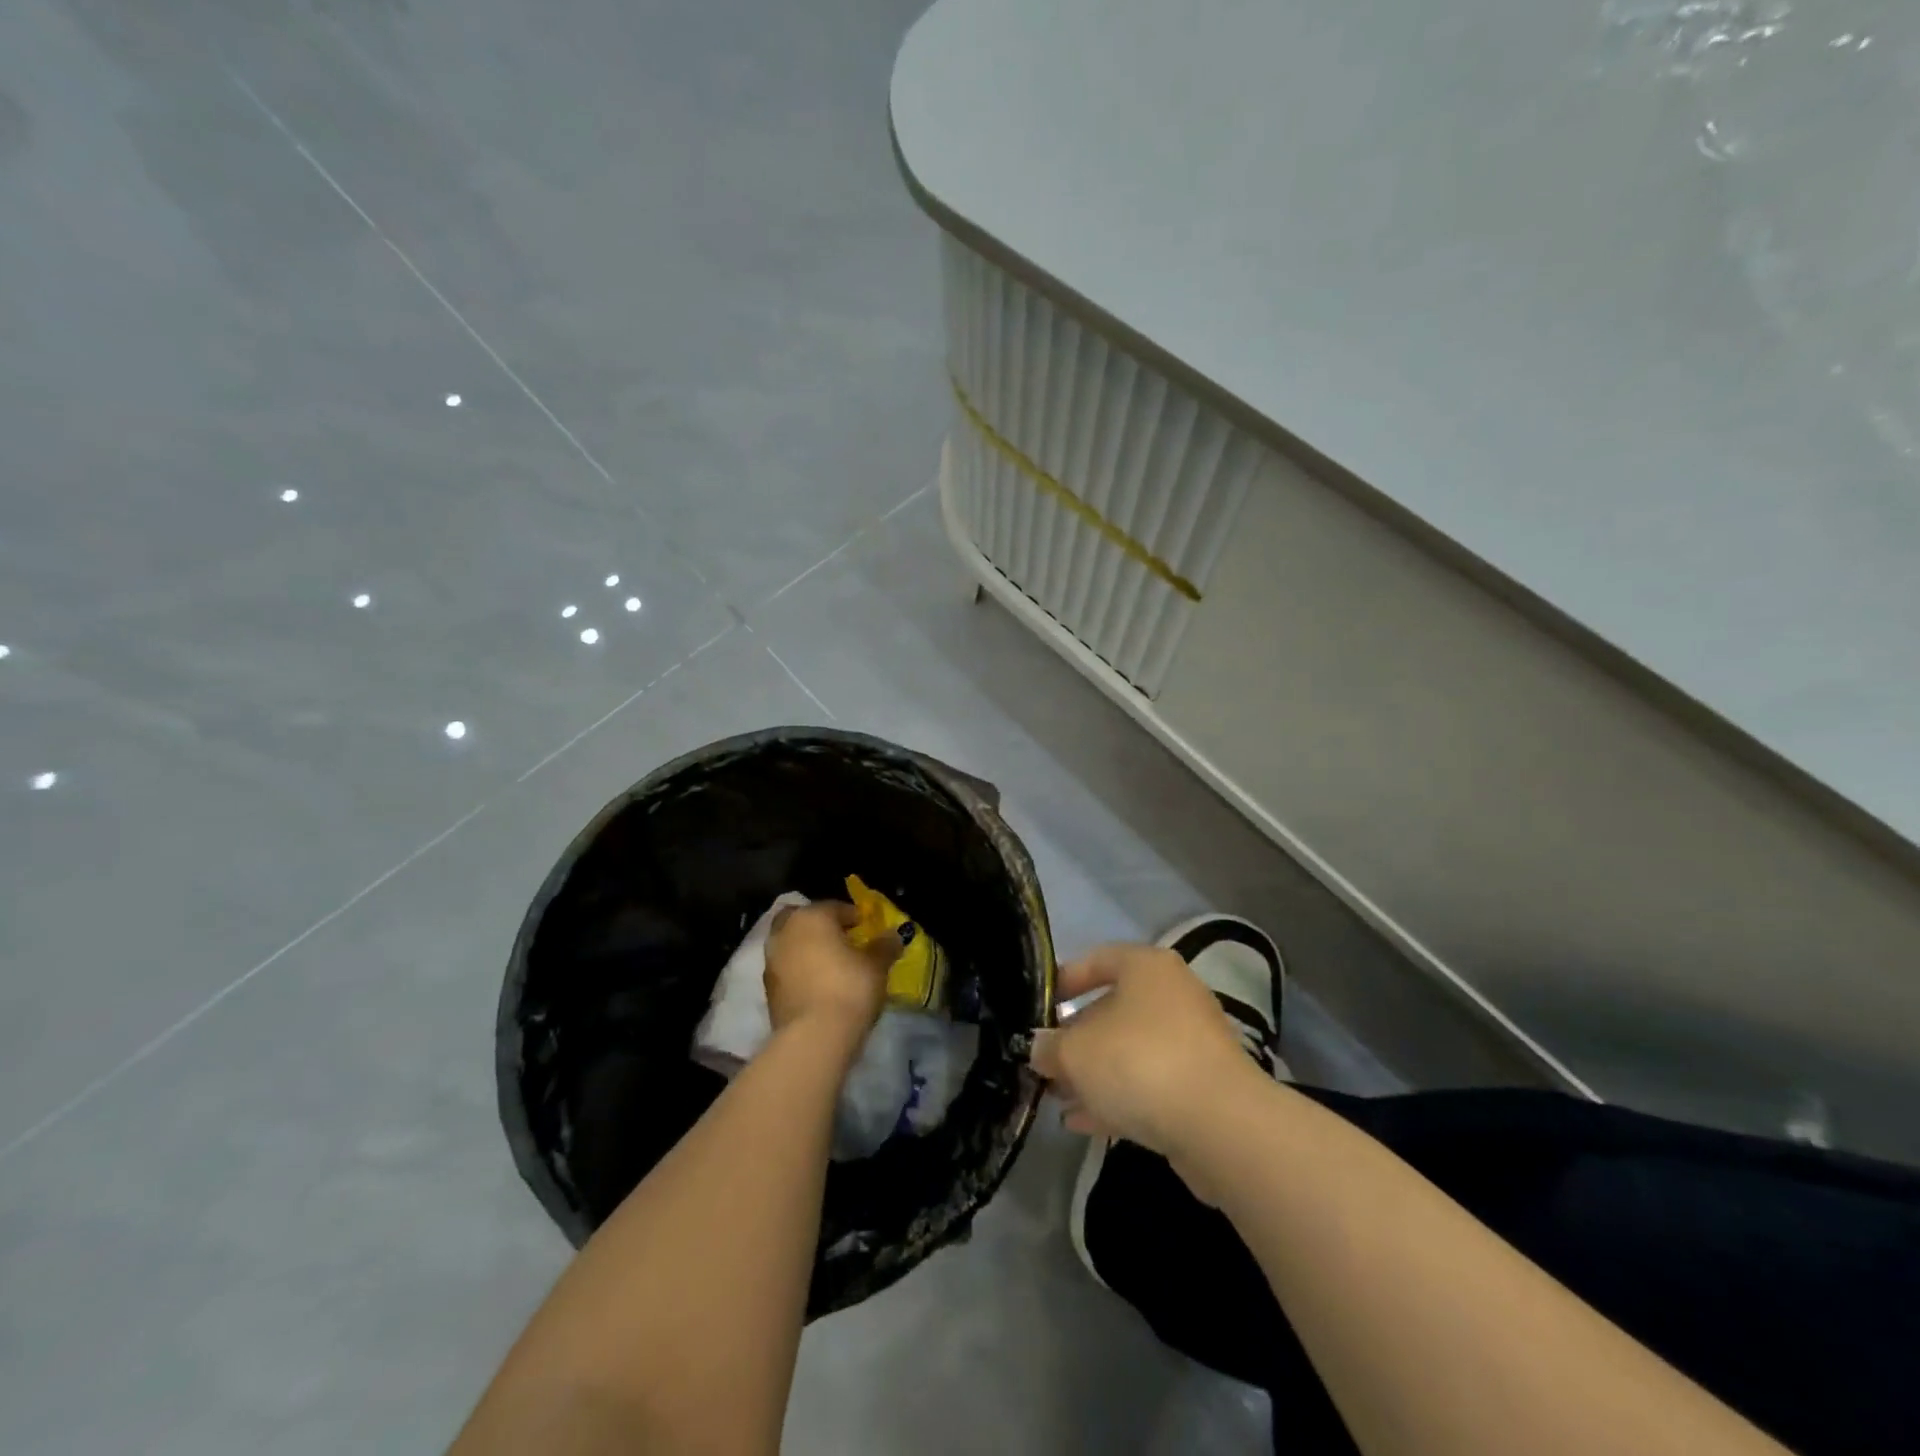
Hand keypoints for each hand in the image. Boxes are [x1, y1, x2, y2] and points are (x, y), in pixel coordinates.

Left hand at [763, 901, 895, 1049]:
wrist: (813, 1037)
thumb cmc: (849, 988)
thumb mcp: (877, 965)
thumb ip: (885, 946)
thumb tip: (894, 935)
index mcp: (812, 916)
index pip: (835, 907)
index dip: (854, 917)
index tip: (867, 929)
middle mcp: (786, 931)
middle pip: (803, 919)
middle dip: (820, 926)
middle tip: (841, 940)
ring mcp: (771, 960)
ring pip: (791, 943)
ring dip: (807, 948)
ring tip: (831, 965)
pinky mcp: (767, 989)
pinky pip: (787, 969)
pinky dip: (799, 970)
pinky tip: (818, 985)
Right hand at [1031, 943, 1255, 1160]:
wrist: (1219, 1125)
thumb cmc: (1139, 1062)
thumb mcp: (1074, 1052)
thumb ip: (1049, 1047)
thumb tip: (1039, 1048)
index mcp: (1146, 967)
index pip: (1097, 960)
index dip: (1062, 981)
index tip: (1038, 1008)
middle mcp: (1173, 995)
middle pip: (1112, 1009)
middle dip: (1075, 1038)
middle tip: (1045, 1062)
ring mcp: (1192, 1042)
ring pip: (1130, 1050)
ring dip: (1093, 1073)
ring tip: (1057, 1097)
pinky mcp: (1202, 1086)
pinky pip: (1149, 1083)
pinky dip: (1117, 1097)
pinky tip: (1082, 1121)